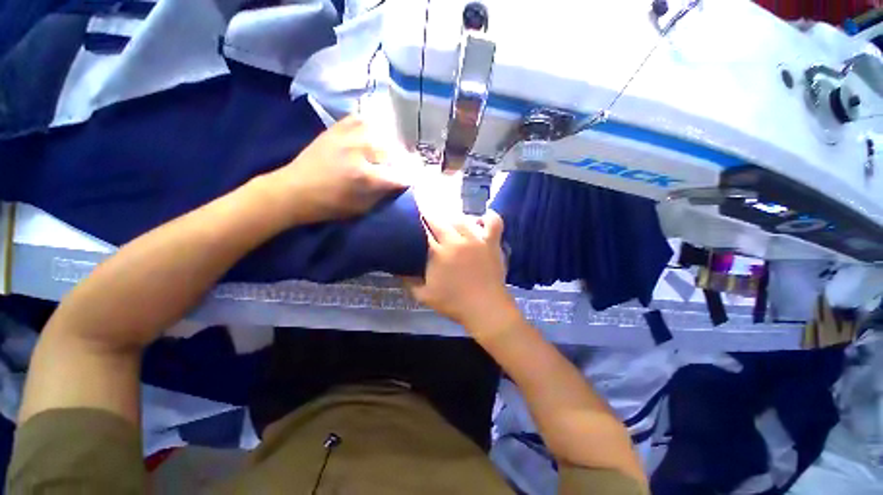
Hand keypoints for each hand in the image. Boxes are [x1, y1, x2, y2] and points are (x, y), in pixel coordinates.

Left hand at [267, 115, 413, 223]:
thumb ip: (384, 193)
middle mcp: (358, 151)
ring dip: (389, 142)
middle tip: (403, 166)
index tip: (416, 180)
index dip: (411, 178)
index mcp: (365, 176)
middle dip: (402, 160)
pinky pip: (360, 119)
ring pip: (380, 131)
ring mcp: (346, 135)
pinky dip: (371, 126)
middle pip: (393, 150)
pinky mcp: (336, 128)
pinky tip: (374, 133)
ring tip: (391, 150)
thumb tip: (401, 183)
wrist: (294, 190)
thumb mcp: (362, 208)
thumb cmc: (330, 205)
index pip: (400, 174)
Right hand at [404, 210, 519, 338]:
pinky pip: (493, 222)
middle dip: (431, 215)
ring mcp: (476, 239)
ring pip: (462, 218)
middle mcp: (457, 240)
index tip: (412, 216)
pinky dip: (488, 217)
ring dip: (453, 217)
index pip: (424, 229)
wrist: (485, 309)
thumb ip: (408, 280)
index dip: (417, 221)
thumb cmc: (454, 303)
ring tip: (449, 220)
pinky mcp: (492, 242)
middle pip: (441, 220)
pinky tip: (481, 218)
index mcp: (438, 252)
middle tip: (426, 214)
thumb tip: (396, 268)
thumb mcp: (424, 295)